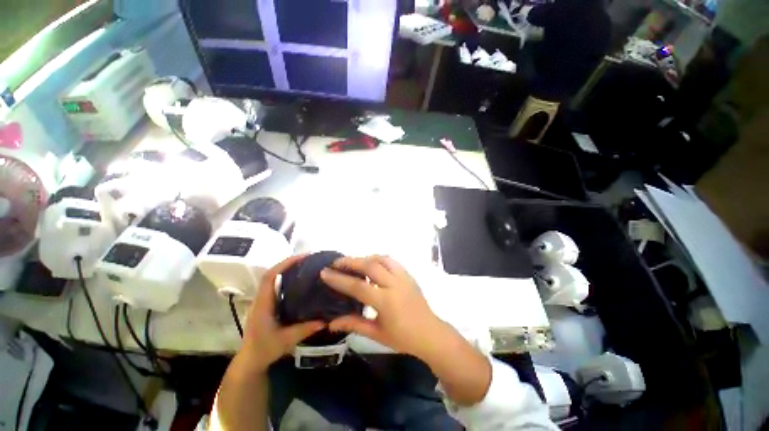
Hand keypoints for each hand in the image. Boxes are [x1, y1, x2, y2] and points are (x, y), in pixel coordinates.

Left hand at [240, 255, 324, 370]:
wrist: (250, 360)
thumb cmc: (264, 350)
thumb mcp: (285, 341)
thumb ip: (304, 330)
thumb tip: (325, 320)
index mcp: (263, 304)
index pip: (270, 277)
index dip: (284, 264)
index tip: (302, 257)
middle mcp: (262, 298)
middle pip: (272, 273)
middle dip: (288, 262)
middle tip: (308, 258)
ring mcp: (264, 300)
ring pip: (274, 278)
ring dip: (288, 268)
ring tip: (306, 264)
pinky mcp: (268, 303)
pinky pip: (277, 285)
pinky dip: (287, 277)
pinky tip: (300, 279)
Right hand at [322, 255, 492, 405]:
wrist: (430, 333)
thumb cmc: (403, 337)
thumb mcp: (376, 334)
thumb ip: (354, 324)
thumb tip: (331, 323)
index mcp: (386, 301)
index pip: (358, 286)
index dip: (339, 279)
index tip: (325, 272)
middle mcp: (394, 284)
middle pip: (369, 266)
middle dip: (350, 262)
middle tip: (336, 263)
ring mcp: (403, 276)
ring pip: (381, 259)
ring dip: (365, 258)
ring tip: (353, 263)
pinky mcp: (408, 274)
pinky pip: (391, 261)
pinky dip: (378, 259)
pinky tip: (371, 264)